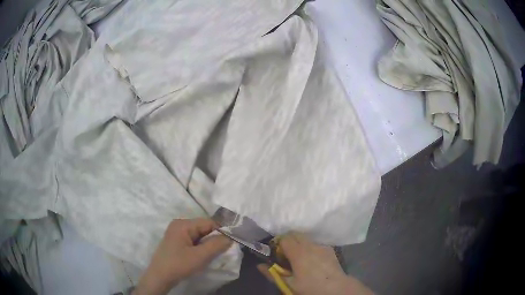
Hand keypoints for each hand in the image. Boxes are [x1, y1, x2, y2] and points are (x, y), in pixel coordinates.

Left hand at [134, 219, 231, 294]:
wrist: (160, 277)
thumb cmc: (179, 265)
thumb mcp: (200, 256)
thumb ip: (216, 245)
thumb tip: (230, 237)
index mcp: (183, 224)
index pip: (208, 222)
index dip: (221, 232)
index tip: (231, 243)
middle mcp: (179, 225)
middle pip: (204, 228)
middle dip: (214, 239)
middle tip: (221, 252)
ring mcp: (177, 233)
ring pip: (199, 235)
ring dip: (208, 244)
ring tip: (212, 255)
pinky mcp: (176, 242)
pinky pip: (193, 241)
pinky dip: (201, 247)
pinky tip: (202, 256)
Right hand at [258, 233, 372, 294]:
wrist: (336, 287)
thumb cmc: (310, 287)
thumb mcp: (289, 284)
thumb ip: (272, 273)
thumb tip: (259, 265)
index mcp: (298, 253)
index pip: (284, 238)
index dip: (278, 244)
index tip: (278, 254)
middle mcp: (310, 245)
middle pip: (295, 234)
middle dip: (288, 241)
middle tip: (286, 255)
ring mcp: (321, 246)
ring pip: (306, 238)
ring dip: (299, 243)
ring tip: (299, 258)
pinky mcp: (329, 248)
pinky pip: (315, 243)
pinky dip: (310, 247)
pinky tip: (312, 260)